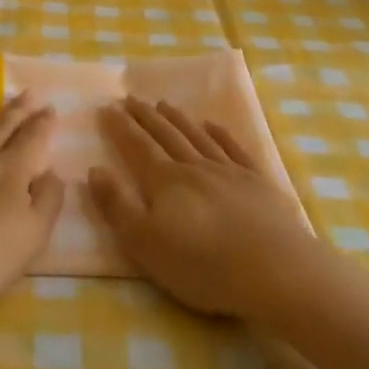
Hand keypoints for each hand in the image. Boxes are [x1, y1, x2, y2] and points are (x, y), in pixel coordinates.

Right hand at [90, 97, 319, 319]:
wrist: (274, 270)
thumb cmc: (202, 265)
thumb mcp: (145, 244)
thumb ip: (117, 206)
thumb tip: (94, 169)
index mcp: (165, 181)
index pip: (137, 146)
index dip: (120, 127)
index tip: (107, 107)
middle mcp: (194, 167)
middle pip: (166, 135)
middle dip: (146, 117)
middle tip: (131, 98)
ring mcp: (229, 171)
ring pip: (197, 137)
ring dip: (178, 120)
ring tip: (165, 104)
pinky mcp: (258, 182)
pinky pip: (234, 148)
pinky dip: (221, 134)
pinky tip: (212, 125)